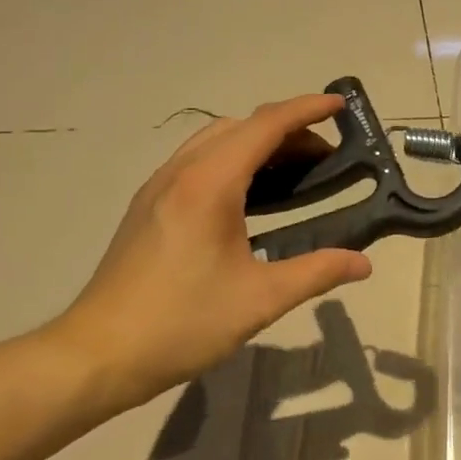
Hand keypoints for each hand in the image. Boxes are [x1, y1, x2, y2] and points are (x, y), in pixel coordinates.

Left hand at [54, 93, 373, 406]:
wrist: (97, 354)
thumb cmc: (182, 323)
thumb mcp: (260, 300)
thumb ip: (316, 272)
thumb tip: (363, 264)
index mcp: (209, 183)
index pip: (266, 126)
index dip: (306, 110)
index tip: (340, 105)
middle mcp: (182, 171)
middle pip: (242, 127)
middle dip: (288, 130)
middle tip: (326, 158)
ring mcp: (159, 186)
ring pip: (216, 140)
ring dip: (258, 142)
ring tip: (294, 172)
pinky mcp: (148, 205)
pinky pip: (198, 160)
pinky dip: (233, 159)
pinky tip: (249, 195)